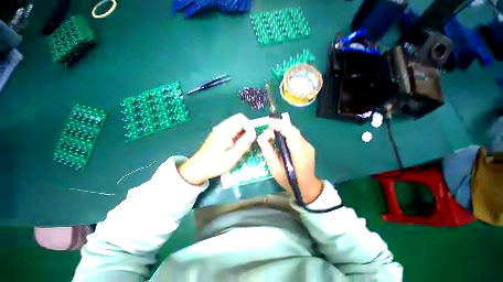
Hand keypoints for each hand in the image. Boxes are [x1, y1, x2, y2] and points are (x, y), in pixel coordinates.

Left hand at [178, 113, 255, 184]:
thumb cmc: (215, 165)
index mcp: (224, 131)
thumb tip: (253, 134)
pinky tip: (237, 145)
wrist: (197, 169)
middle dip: (247, 129)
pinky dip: (238, 134)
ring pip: (236, 123)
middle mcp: (221, 127)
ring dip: (243, 132)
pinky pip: (232, 128)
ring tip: (243, 145)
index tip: (252, 139)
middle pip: (239, 119)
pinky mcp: (219, 133)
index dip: (250, 127)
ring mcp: (219, 129)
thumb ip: (243, 144)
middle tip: (249, 142)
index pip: (242, 119)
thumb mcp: (232, 157)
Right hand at [257, 118, 322, 203]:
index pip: (290, 132)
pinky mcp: (307, 146)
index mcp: (299, 152)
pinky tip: (279, 141)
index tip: (268, 123)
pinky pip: (294, 136)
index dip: (279, 125)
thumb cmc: (290, 181)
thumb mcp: (275, 169)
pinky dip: (285, 135)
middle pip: (291, 129)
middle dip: (277, 127)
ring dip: (281, 131)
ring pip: (293, 131)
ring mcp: (308, 145)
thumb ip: (268, 153)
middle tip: (266, 135)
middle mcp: (306, 145)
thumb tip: (261, 138)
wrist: (307, 187)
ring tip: (270, 138)